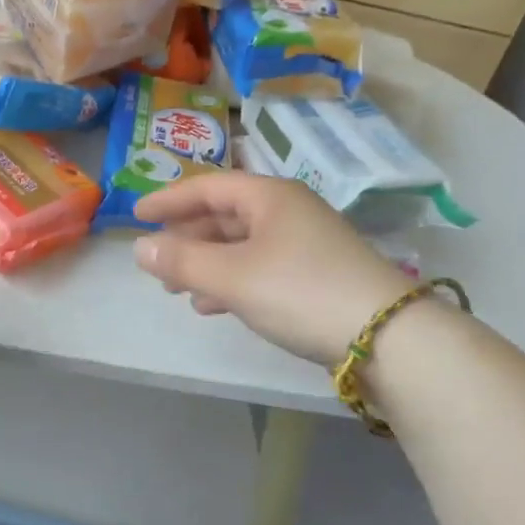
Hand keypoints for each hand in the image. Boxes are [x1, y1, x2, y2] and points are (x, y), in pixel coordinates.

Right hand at [133, 173, 413, 366]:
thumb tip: (140, 248)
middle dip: (187, 237)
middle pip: (225, 215)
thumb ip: (182, 261)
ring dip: (207, 263)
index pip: (208, 186)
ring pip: (242, 244)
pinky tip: (214, 305)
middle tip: (156, 260)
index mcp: (269, 196)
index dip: (169, 199)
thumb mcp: (233, 276)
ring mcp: (306, 243)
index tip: (136, 213)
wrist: (388, 338)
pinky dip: (232, 280)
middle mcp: (289, 211)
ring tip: (177, 289)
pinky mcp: (317, 275)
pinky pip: (260, 267)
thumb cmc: (300, 291)